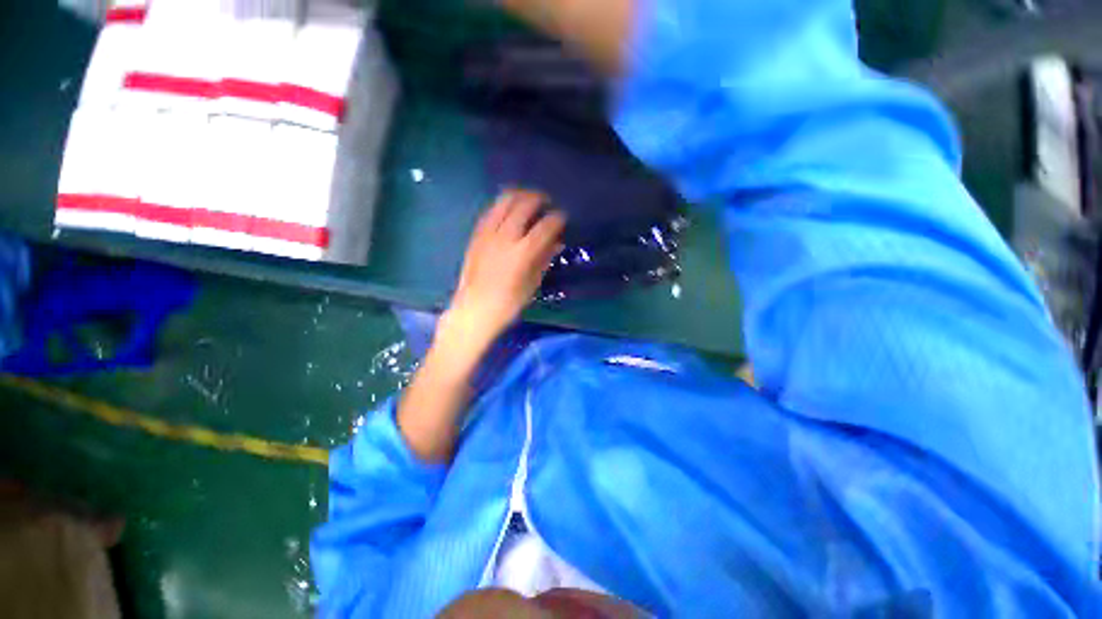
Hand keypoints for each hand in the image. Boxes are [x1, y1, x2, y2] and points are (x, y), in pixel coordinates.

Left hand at [439, 190, 565, 359]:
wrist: (474, 310)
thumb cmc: (508, 303)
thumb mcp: (532, 284)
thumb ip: (545, 259)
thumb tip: (557, 243)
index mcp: (523, 253)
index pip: (545, 226)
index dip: (557, 218)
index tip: (562, 217)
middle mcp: (505, 237)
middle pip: (524, 205)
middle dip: (539, 199)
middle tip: (547, 202)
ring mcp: (488, 234)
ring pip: (504, 201)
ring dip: (519, 195)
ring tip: (528, 199)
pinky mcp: (476, 235)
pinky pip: (490, 211)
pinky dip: (502, 205)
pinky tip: (508, 208)